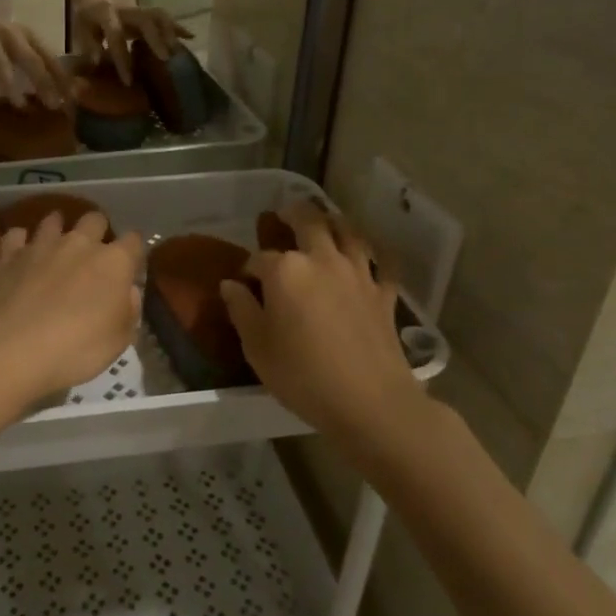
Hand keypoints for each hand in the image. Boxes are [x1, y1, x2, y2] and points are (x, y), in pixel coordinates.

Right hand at [0, 0, 70, 105]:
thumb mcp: (13, 42)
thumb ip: (30, 60)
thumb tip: (53, 90)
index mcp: (26, 34)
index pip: (49, 57)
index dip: (62, 77)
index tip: (72, 98)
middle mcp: (10, 34)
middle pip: (32, 60)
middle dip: (44, 83)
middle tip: (54, 105)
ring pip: (4, 63)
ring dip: (13, 85)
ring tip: (21, 106)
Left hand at [0, 211, 144, 408]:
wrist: (12, 347)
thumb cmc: (76, 348)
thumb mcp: (118, 342)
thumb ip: (129, 311)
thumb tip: (129, 292)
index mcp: (114, 262)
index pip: (134, 241)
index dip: (134, 251)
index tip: (130, 266)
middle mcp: (80, 243)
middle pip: (94, 219)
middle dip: (97, 230)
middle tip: (92, 253)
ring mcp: (42, 245)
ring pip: (54, 220)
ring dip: (57, 229)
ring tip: (56, 246)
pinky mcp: (9, 254)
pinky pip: (16, 235)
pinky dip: (20, 242)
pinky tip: (20, 254)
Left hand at [73, 0, 190, 82]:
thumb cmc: (86, 10)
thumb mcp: (81, 26)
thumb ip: (88, 45)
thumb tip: (96, 65)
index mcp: (105, 13)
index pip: (115, 36)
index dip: (122, 58)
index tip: (128, 80)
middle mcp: (126, 9)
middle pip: (145, 20)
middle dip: (156, 39)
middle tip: (164, 59)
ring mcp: (139, 7)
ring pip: (158, 15)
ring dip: (170, 32)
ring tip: (178, 52)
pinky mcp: (148, 9)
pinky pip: (164, 17)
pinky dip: (177, 26)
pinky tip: (191, 37)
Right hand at [219, 201, 417, 437]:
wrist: (369, 401)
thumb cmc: (303, 376)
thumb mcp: (257, 348)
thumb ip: (241, 310)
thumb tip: (230, 285)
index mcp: (285, 271)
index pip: (260, 258)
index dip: (249, 268)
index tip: (244, 283)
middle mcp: (322, 260)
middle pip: (308, 222)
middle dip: (293, 214)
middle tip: (284, 214)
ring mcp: (358, 273)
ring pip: (348, 231)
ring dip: (333, 221)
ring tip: (325, 221)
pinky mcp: (384, 292)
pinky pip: (382, 262)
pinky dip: (374, 253)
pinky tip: (369, 255)